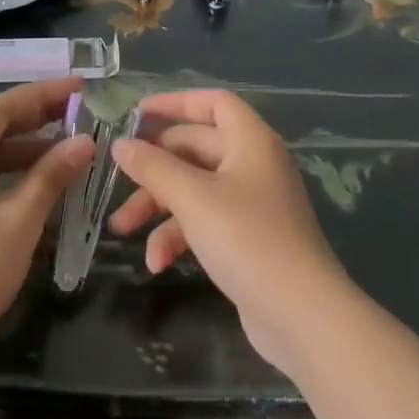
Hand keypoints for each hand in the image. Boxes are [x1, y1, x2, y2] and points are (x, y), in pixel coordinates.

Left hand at [0, 78, 93, 369]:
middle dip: (35, 119)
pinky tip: (36, 181)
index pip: (1, 108)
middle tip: (79, 113)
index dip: (43, 95)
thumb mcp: (19, 220)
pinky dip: (6, 173)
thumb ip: (52, 175)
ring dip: (23, 149)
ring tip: (67, 146)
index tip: (80, 87)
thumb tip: (86, 142)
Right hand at [110, 89, 351, 376]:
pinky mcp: (247, 239)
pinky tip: (157, 262)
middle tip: (117, 180)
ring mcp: (251, 203)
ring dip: (158, 207)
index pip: (213, 102)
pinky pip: (205, 222)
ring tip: (122, 229)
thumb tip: (120, 144)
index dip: (176, 102)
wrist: (301, 315)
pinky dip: (179, 236)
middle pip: (195, 148)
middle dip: (154, 167)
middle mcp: (252, 164)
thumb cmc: (247, 239)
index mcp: (250, 141)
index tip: (137, 114)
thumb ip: (153, 167)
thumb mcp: (193, 198)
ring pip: (194, 188)